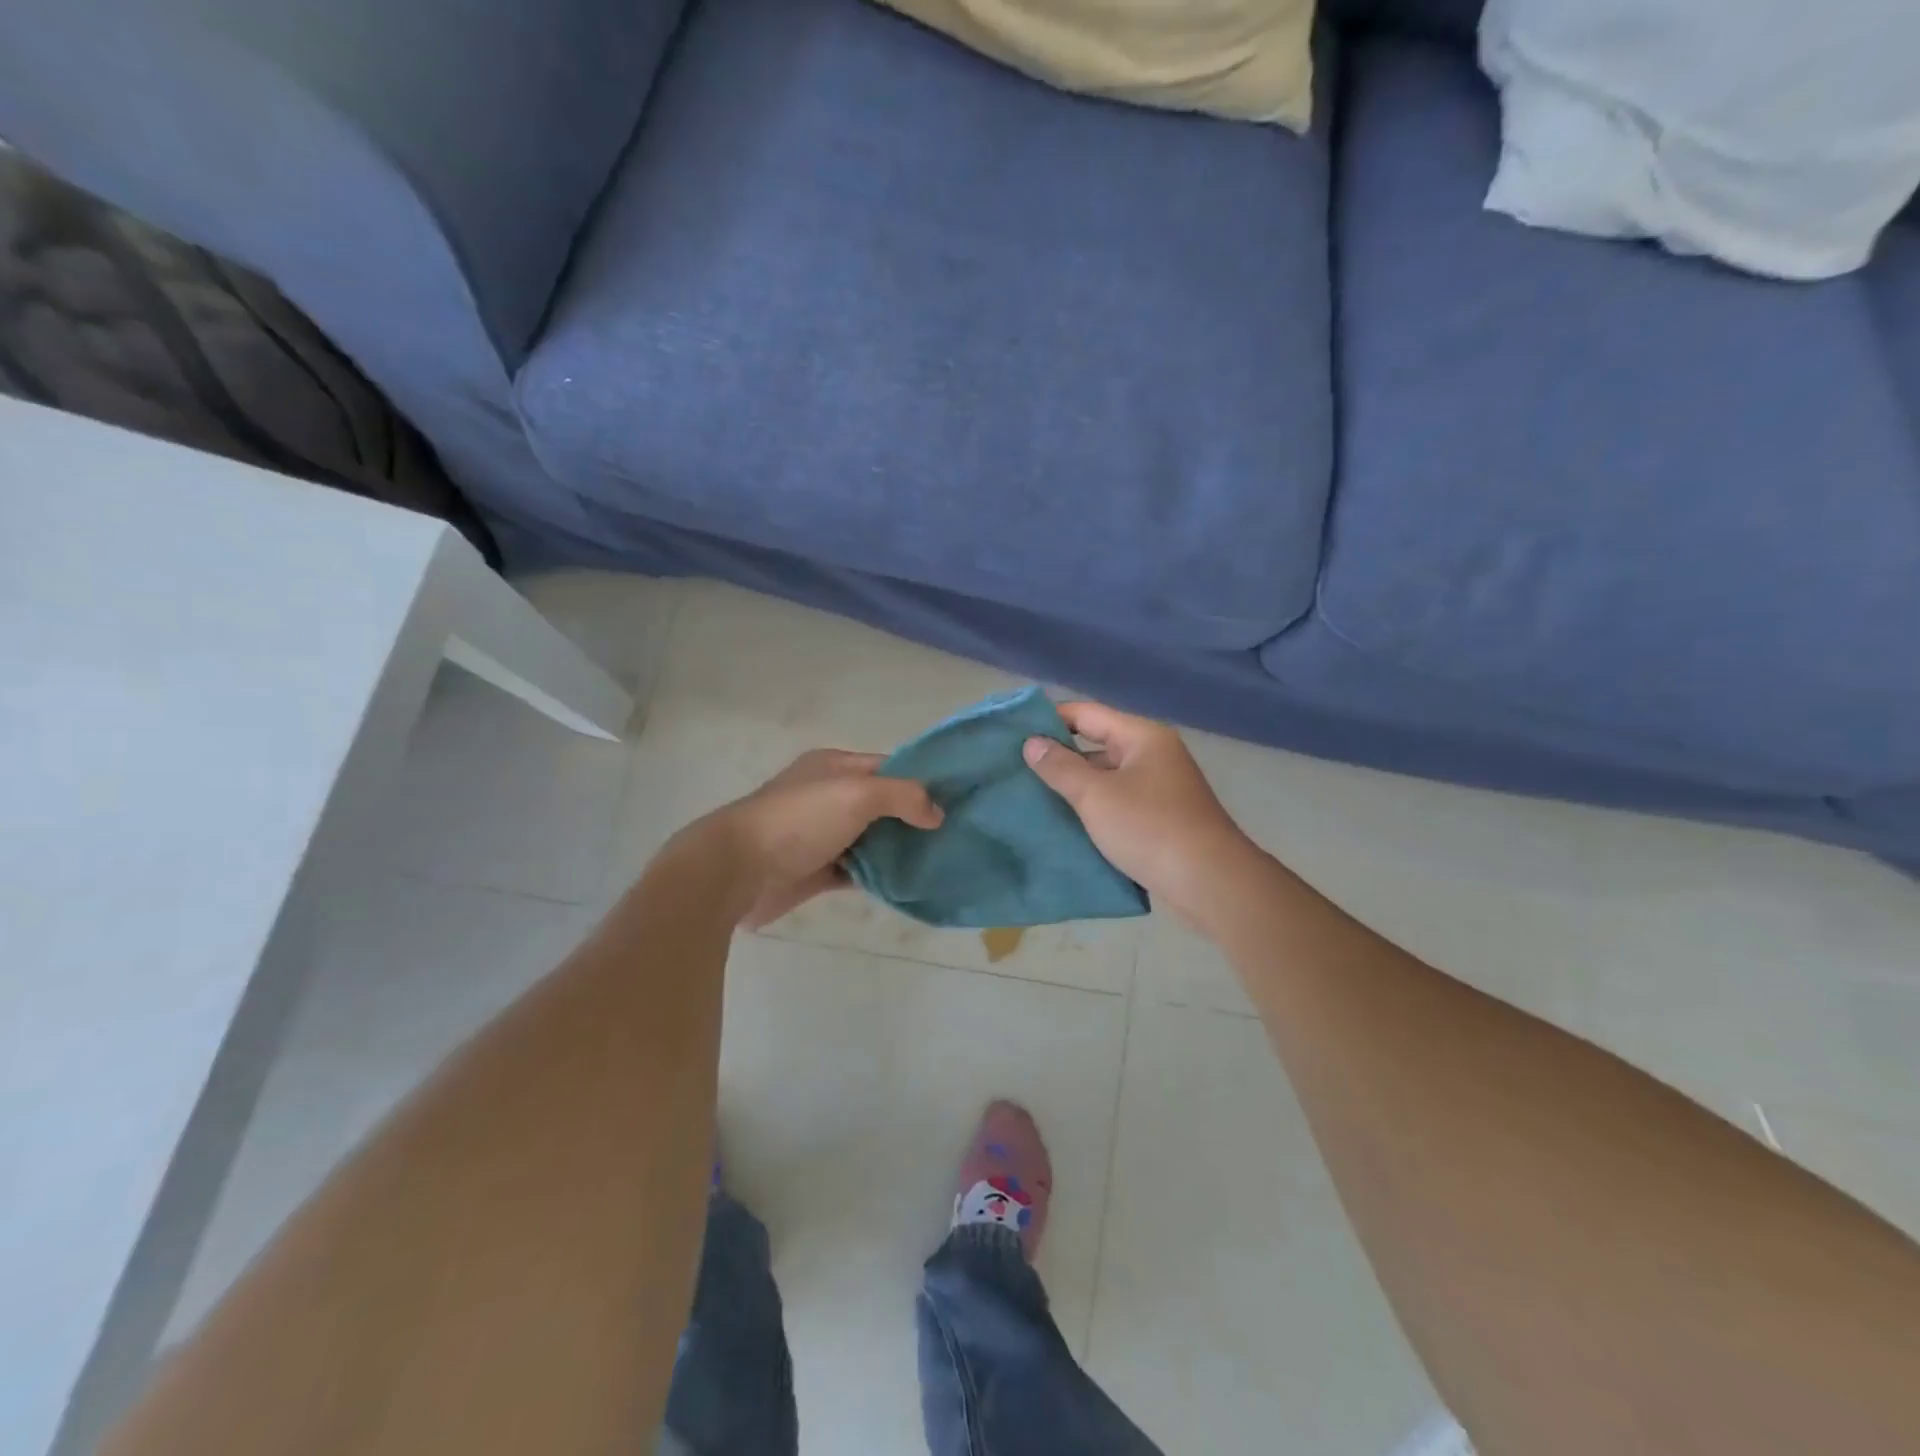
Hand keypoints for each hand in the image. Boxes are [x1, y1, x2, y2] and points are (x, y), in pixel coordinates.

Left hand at [700, 750, 942, 928]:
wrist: (737, 870)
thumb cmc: (799, 820)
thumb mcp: (857, 794)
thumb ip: (902, 796)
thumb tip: (937, 813)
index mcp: (834, 767)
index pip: (888, 766)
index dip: (921, 780)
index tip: (957, 799)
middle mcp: (828, 796)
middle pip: (882, 804)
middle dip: (915, 818)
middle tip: (957, 834)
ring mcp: (821, 835)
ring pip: (872, 839)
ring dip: (899, 850)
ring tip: (941, 861)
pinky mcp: (816, 870)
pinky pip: (857, 871)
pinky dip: (879, 877)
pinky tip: (908, 884)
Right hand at [1022, 702, 1256, 926]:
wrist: (1210, 882)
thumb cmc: (1150, 828)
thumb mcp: (1096, 795)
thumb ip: (1060, 767)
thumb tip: (1031, 742)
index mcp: (1142, 737)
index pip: (1087, 713)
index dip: (1050, 718)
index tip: (1013, 731)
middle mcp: (1153, 754)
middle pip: (1097, 743)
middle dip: (1058, 754)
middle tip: (1016, 766)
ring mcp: (1159, 787)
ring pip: (1106, 775)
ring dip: (1074, 784)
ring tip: (1031, 793)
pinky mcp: (1160, 817)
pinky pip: (1117, 801)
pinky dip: (1093, 807)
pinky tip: (1064, 821)